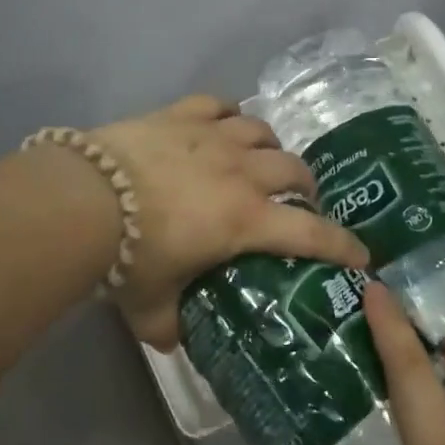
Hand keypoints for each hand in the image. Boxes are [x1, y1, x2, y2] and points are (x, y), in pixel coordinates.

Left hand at [89, 95, 367, 347]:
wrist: (83, 199)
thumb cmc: (126, 257)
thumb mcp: (150, 306)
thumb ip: (169, 326)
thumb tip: (173, 341)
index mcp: (245, 220)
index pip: (311, 235)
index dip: (342, 245)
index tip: (361, 255)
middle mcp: (240, 173)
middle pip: (294, 169)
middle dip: (306, 186)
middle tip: (300, 200)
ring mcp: (211, 137)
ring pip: (261, 130)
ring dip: (270, 146)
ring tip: (262, 158)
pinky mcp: (180, 115)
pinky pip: (218, 103)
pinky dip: (228, 113)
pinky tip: (223, 121)